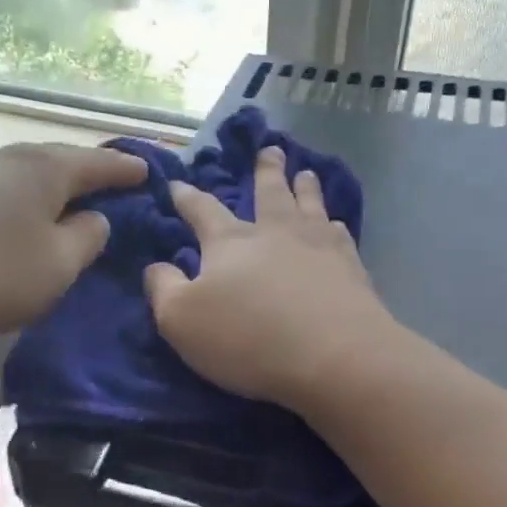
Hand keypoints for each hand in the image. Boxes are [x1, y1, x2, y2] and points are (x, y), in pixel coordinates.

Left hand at [0, 142, 147, 336]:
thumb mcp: (56, 267)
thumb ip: (87, 240)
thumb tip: (94, 218)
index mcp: (45, 170)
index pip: (99, 163)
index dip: (127, 169)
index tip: (150, 171)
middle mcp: (8, 159)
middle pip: (61, 161)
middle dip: (90, 173)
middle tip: (115, 184)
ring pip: (27, 175)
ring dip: (54, 188)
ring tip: (70, 202)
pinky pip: (1, 192)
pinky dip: (23, 202)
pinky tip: (20, 219)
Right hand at [145, 146, 394, 412]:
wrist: (334, 355)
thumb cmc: (248, 338)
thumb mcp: (181, 320)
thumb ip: (163, 288)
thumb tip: (156, 266)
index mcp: (230, 243)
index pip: (202, 210)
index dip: (186, 197)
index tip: (177, 183)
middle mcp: (274, 233)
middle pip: (269, 192)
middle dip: (266, 171)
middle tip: (270, 150)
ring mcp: (317, 246)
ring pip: (309, 205)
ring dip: (305, 187)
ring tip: (306, 173)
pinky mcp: (350, 268)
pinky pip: (340, 236)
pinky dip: (335, 225)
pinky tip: (337, 225)